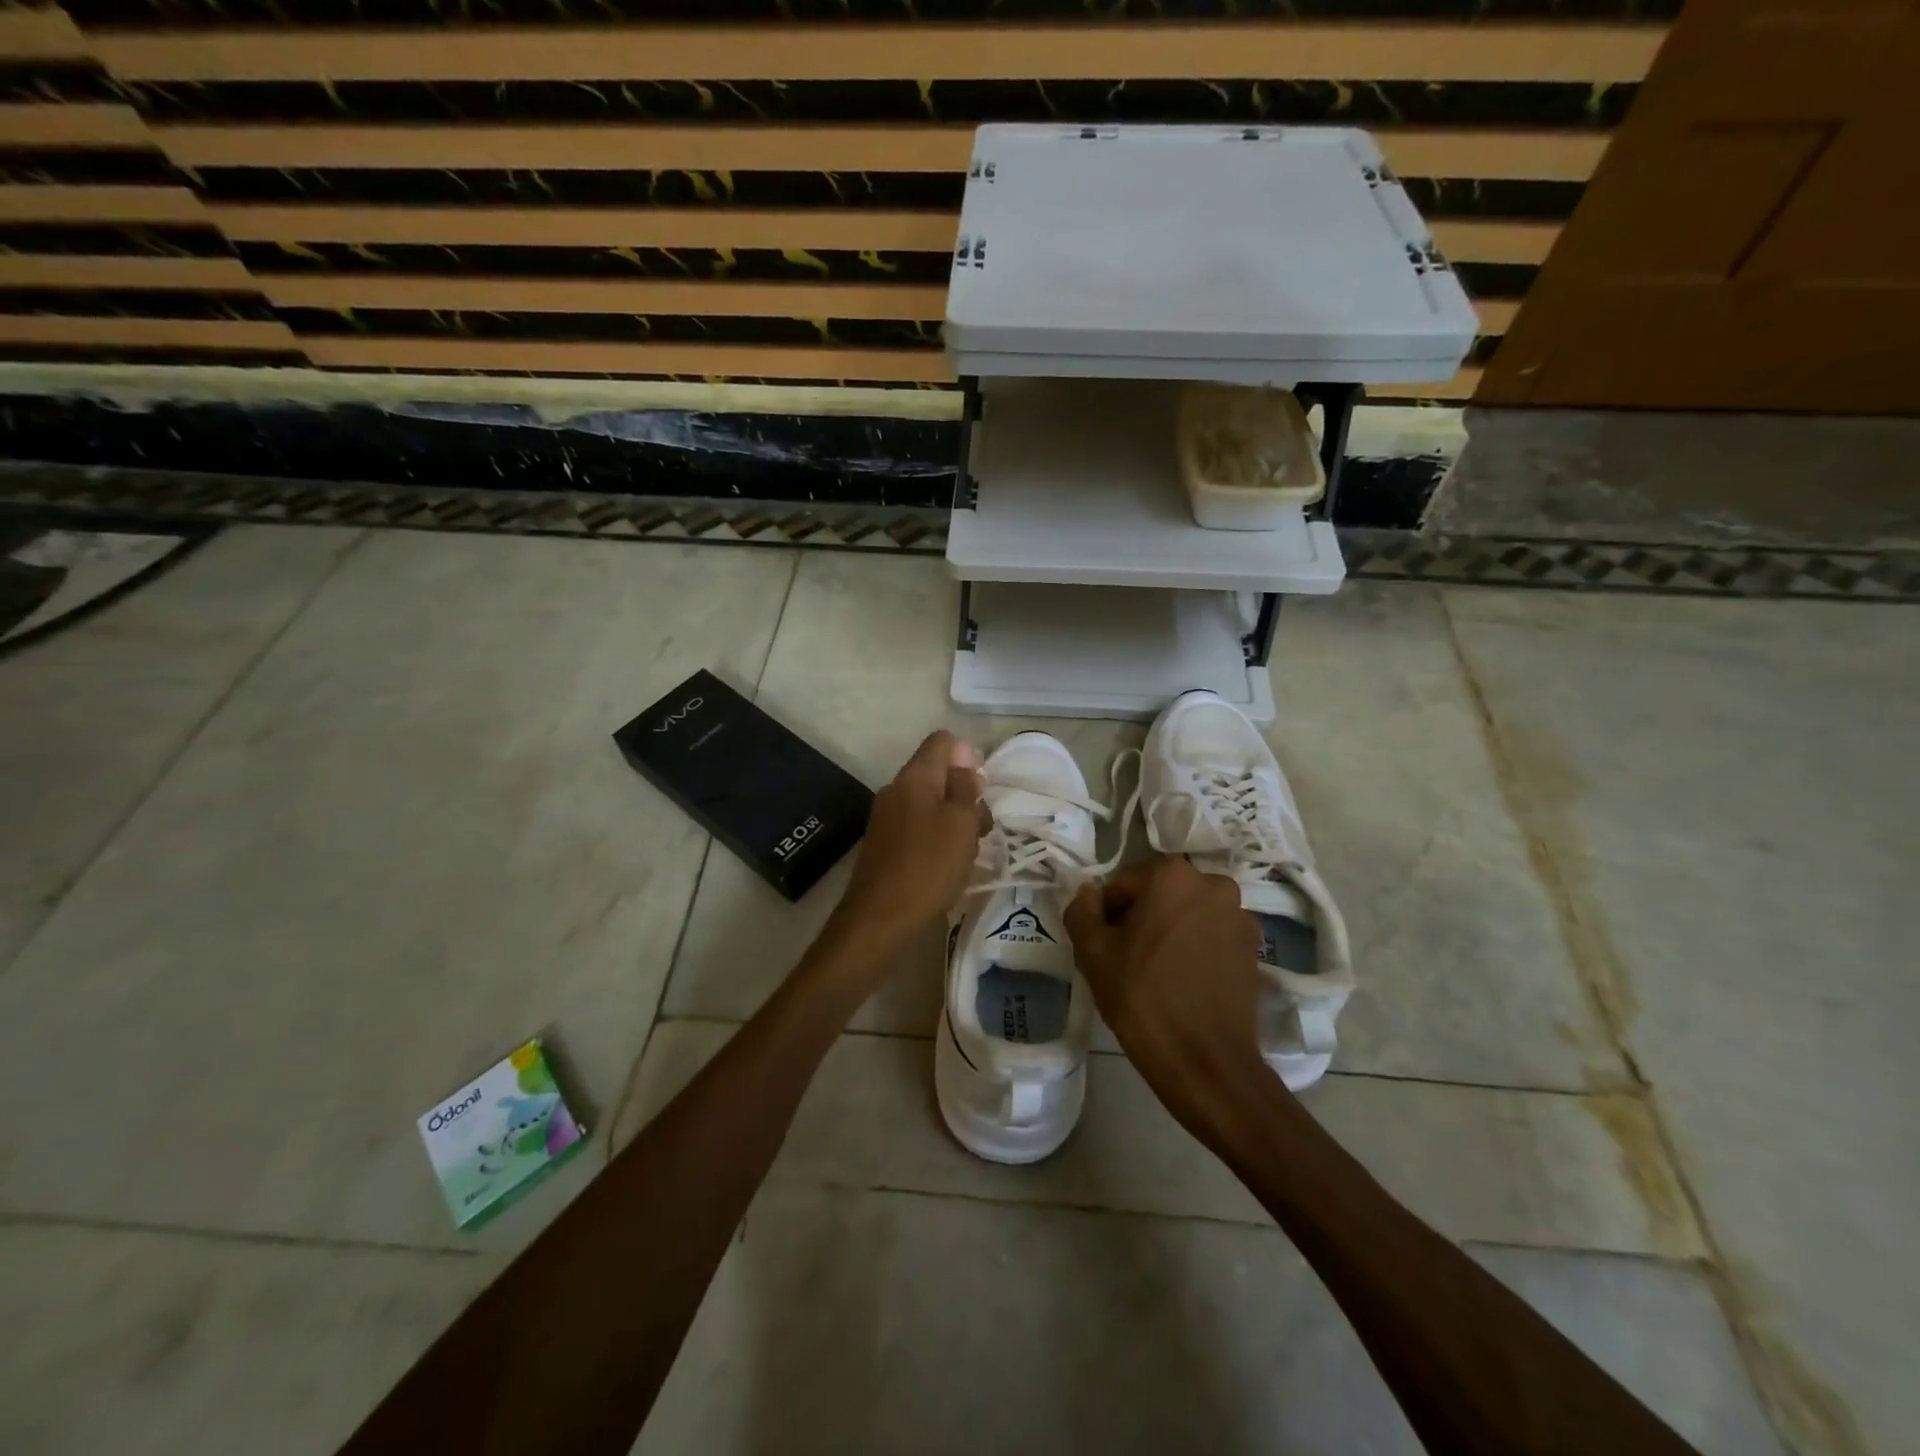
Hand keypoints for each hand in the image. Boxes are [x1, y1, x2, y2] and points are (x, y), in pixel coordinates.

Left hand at [827, 731, 985, 962]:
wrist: (878, 920)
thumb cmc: (928, 867)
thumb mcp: (960, 823)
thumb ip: (964, 787)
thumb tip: (963, 758)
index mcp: (914, 777)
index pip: (942, 742)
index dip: (968, 756)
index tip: (982, 790)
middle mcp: (896, 790)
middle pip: (938, 773)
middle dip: (966, 793)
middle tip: (981, 828)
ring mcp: (887, 818)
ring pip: (931, 803)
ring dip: (955, 819)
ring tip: (969, 851)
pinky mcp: (886, 844)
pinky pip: (919, 826)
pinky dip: (938, 837)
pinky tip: (949, 865)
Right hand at [1065, 856, 1271, 1124]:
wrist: (1205, 1062)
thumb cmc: (1142, 998)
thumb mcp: (1093, 953)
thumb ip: (1081, 911)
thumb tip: (1088, 893)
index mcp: (1172, 875)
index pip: (1123, 884)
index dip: (1107, 914)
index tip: (1104, 947)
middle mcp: (1213, 883)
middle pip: (1160, 894)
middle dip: (1141, 918)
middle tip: (1126, 959)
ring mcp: (1240, 915)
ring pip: (1188, 914)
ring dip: (1170, 931)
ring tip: (1157, 973)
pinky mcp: (1255, 948)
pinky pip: (1212, 935)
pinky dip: (1196, 948)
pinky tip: (1185, 982)